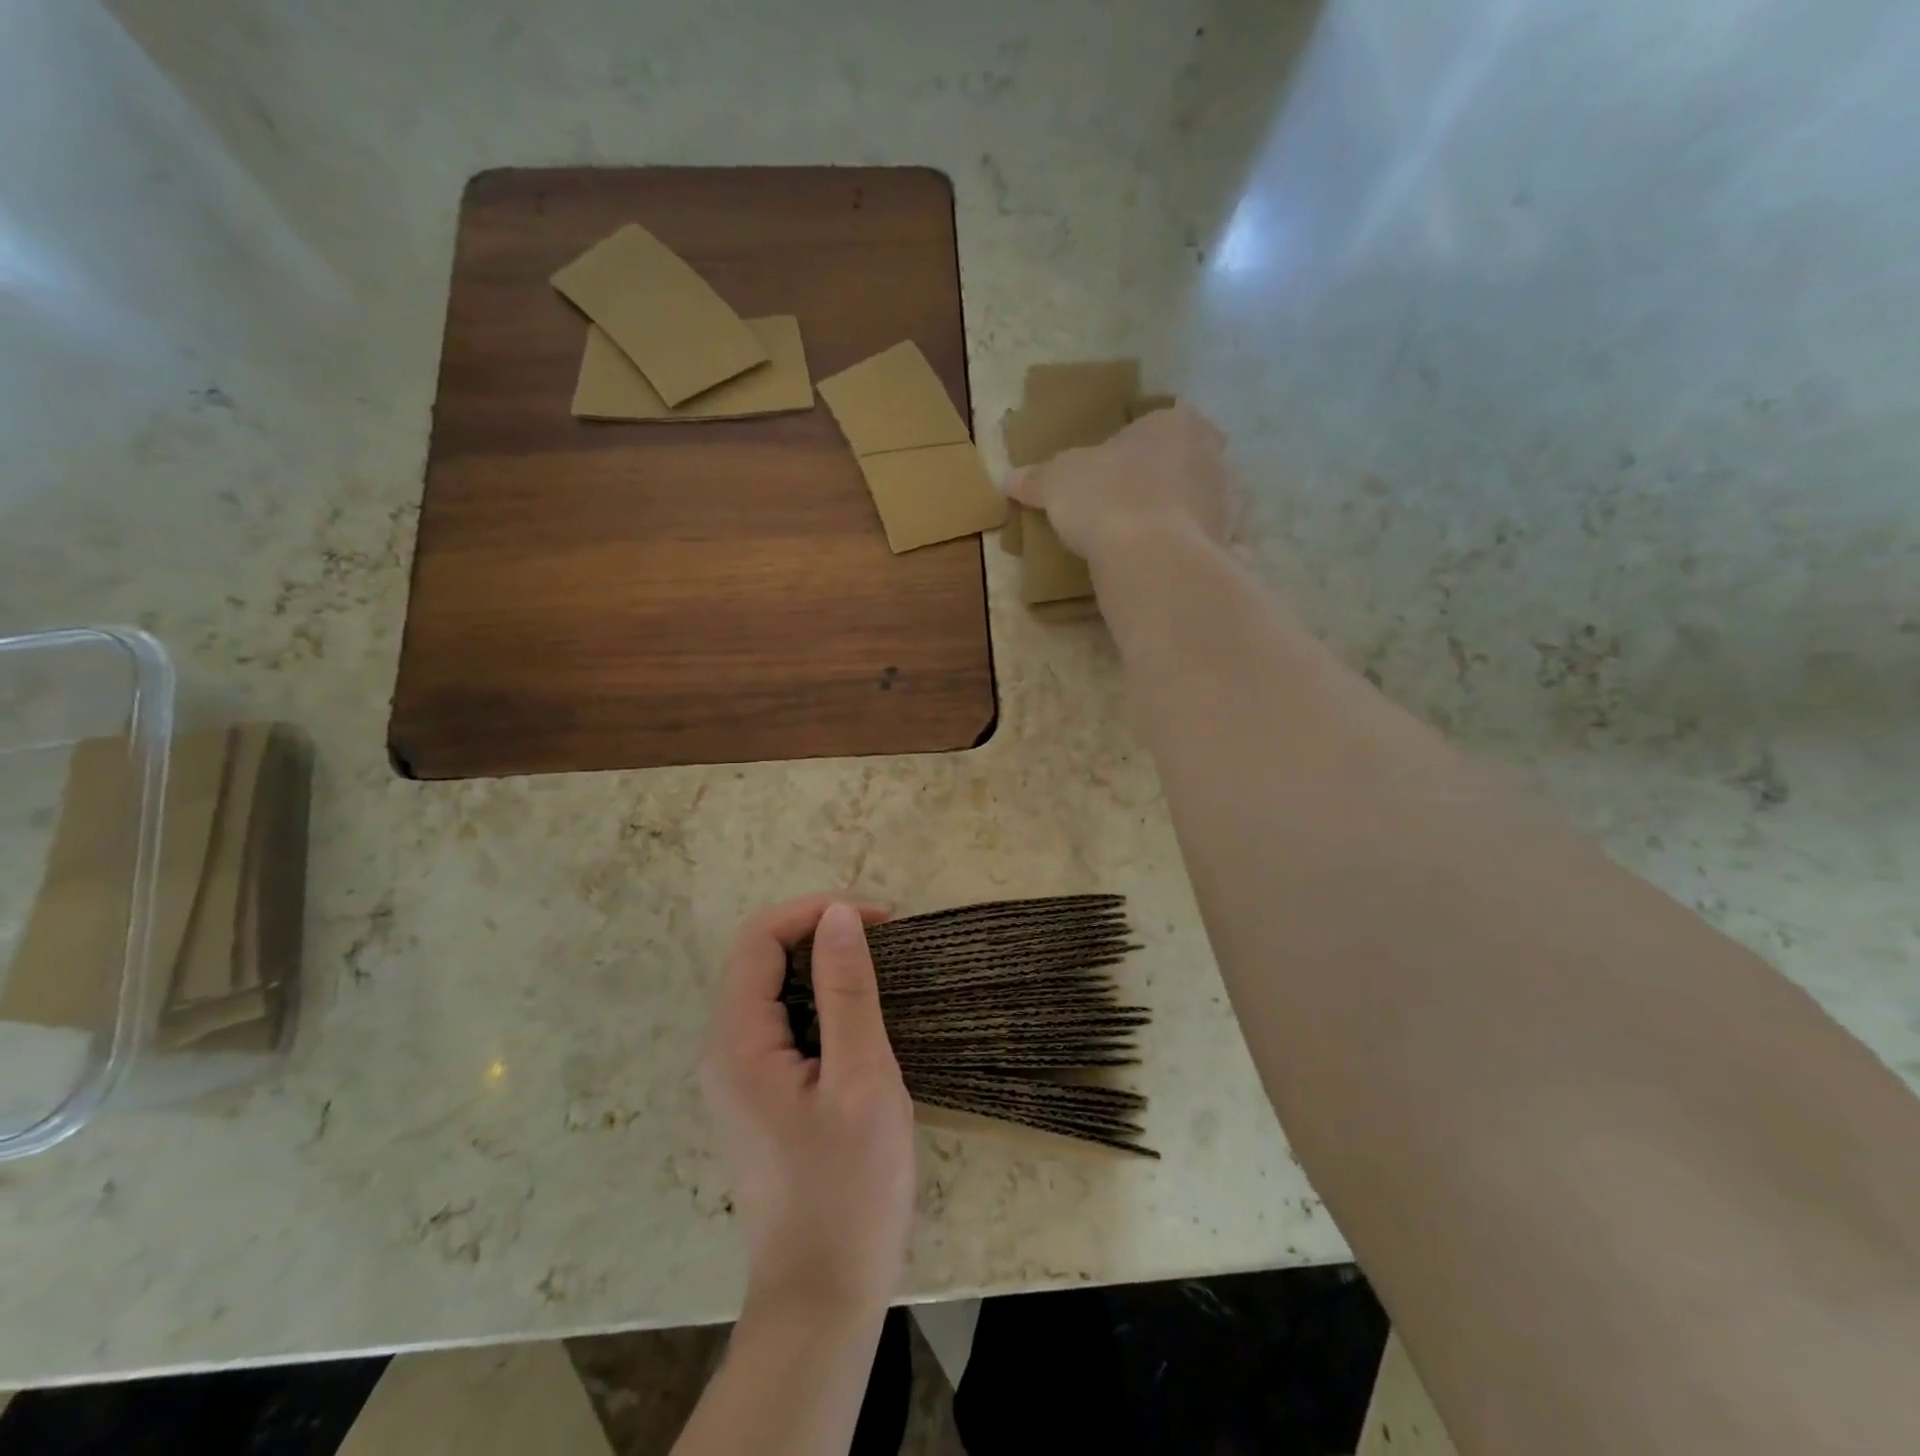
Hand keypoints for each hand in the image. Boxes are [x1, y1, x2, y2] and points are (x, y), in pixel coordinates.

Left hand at [701, 896, 915, 1318]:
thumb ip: (847, 991)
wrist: (823, 1298)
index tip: (878, 918)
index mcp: (736, 1043)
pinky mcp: (755, 1097)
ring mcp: (735, 1077)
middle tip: (884, 942)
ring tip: (878, 972)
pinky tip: (857, 1019)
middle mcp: (721, 1052)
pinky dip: (817, 1002)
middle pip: (758, 959)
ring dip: (820, 967)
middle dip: (818, 934)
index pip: (759, 938)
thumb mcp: (862, 1080)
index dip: (814, 912)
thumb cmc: (849, 1189)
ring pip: (769, 990)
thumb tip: (840, 914)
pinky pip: (778, 1024)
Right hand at [1006, 402, 1232, 564]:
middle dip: (1153, 480)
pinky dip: (1175, 549)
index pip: (1152, 425)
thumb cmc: (1106, 498)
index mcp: (1175, 421)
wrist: (1153, 559)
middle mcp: (1211, 453)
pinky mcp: (1224, 544)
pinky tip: (1150, 564)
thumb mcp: (1057, 482)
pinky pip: (1194, 541)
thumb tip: (1010, 478)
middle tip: (1117, 505)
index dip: (1126, 449)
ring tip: (1130, 541)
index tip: (1103, 474)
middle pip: (1177, 462)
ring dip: (1166, 516)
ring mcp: (1225, 500)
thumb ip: (1036, 477)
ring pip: (1189, 502)